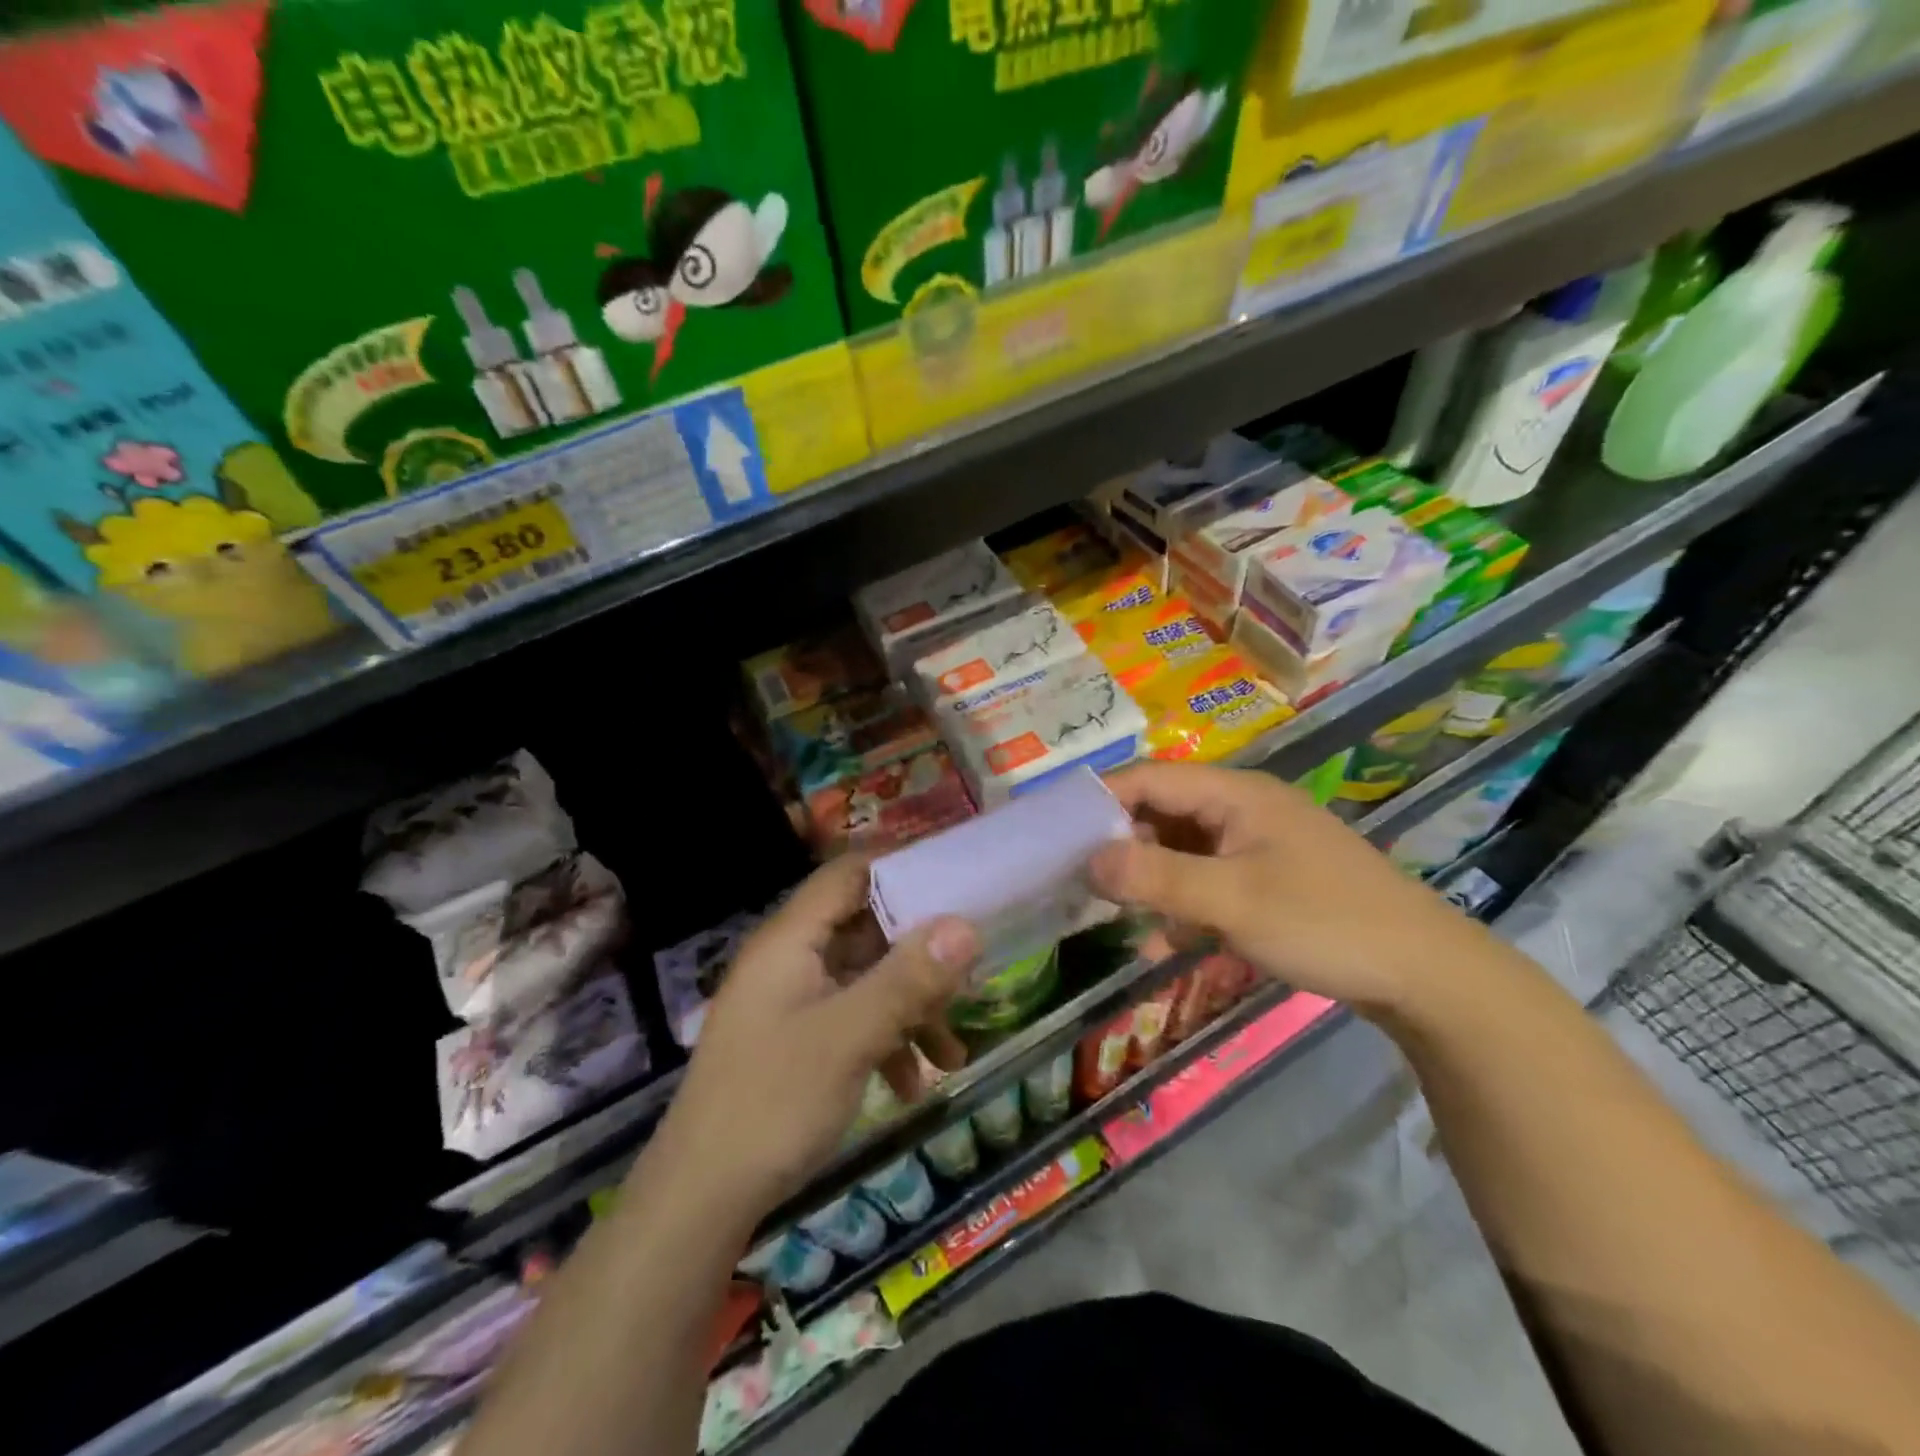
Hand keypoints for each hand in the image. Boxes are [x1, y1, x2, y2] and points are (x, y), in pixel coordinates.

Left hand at [647, 855, 978, 1222]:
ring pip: (865, 979)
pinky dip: (886, 1040)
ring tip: (952, 1051)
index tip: (957, 883)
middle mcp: (790, 959)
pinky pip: (852, 1019)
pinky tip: (912, 1085)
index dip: (902, 868)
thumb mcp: (849, 1037)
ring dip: (910, 1006)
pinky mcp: (795, 1040)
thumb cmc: (773, 1102)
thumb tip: (967, 926)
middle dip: (919, 953)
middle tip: (970, 974)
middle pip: (865, 928)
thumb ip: (908, 979)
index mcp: (792, 939)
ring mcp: (791, 1001)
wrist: (698, 1202)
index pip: (850, 872)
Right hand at [1089, 761, 1495, 1016]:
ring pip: (1182, 851)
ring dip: (1149, 881)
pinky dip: (1182, 905)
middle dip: (1120, 846)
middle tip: (1079, 882)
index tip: (1056, 834)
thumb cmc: (1325, 923)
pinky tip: (1164, 941)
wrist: (1426, 975)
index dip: (1100, 800)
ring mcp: (1257, 845)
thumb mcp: (1232, 901)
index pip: (1149, 779)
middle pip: (1162, 813)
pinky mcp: (1269, 880)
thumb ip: (1157, 878)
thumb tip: (1087, 859)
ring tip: (1114, 915)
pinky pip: (1208, 881)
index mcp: (1235, 794)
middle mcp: (1242, 809)